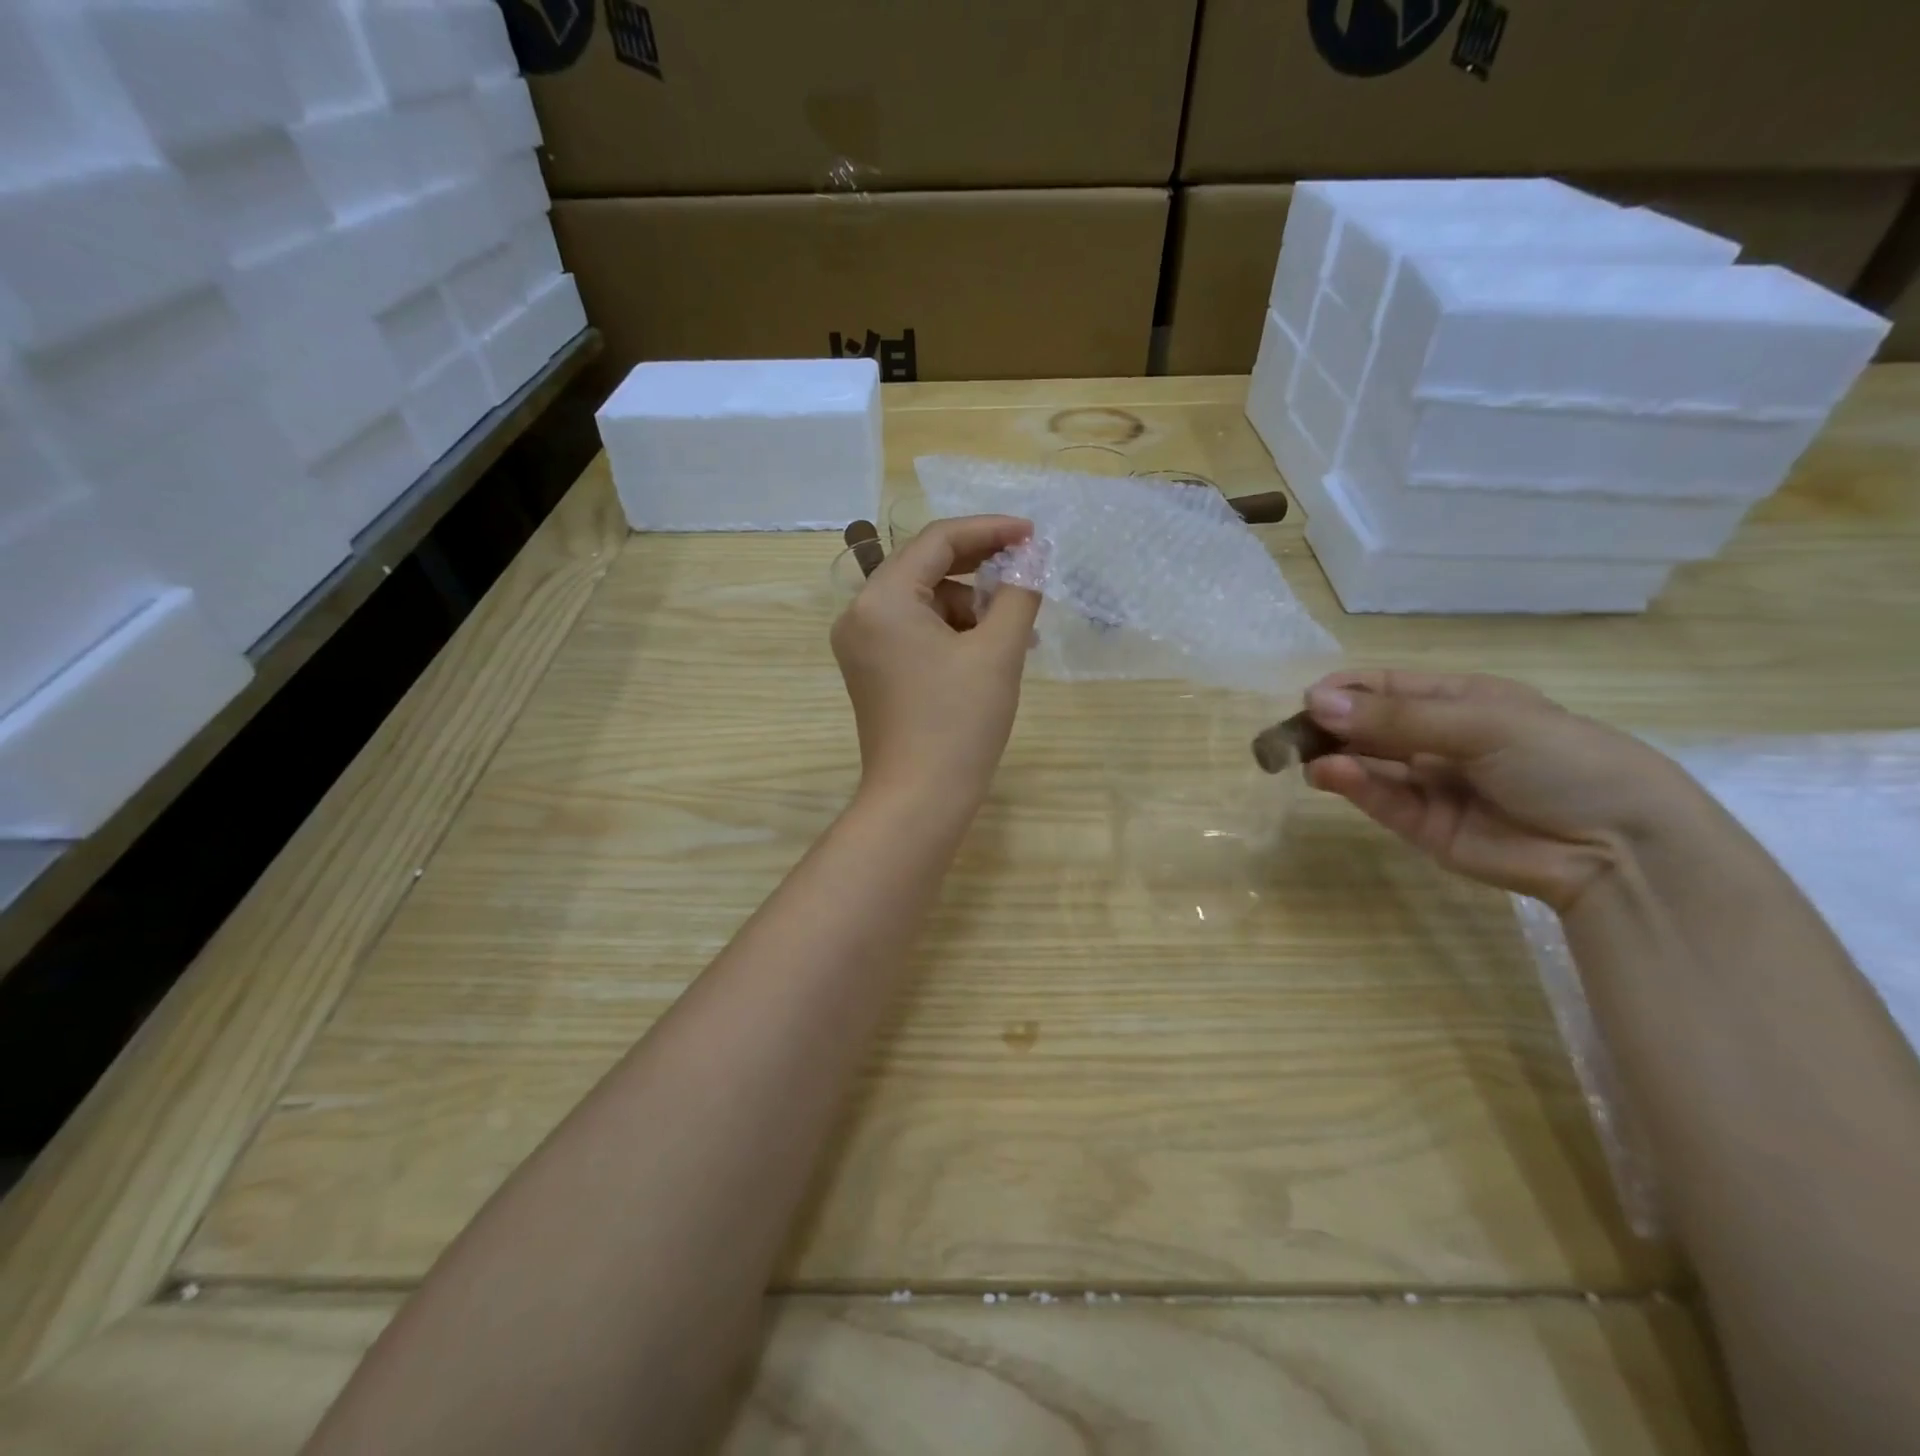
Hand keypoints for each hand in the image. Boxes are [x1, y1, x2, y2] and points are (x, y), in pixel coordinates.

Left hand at [831, 515, 1042, 815]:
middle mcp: (860, 614)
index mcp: (881, 599)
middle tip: (1029, 573)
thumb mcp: (998, 652)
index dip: (990, 530)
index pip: (937, 541)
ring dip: (972, 607)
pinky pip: (915, 632)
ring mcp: (861, 645)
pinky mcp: (872, 671)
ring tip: (1018, 632)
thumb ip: (1019, 593)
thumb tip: (1033, 558)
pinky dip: (953, 633)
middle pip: (926, 568)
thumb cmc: (959, 723)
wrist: (919, 801)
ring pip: (924, 603)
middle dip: (982, 569)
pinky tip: (990, 651)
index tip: (1033, 534)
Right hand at [1300, 670, 1709, 910]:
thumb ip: (1396, 719)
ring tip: (1301, 754)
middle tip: (1289, 732)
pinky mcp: (1422, 826)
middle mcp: (1439, 739)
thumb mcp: (1483, 724)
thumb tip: (1316, 702)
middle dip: (1329, 724)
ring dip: (1333, 755)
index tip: (1309, 698)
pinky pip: (1379, 799)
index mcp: (1461, 701)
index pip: (1388, 688)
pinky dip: (1351, 785)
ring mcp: (1429, 784)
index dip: (1347, 690)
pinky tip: (1328, 774)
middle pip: (1369, 726)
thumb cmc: (1562, 761)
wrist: (1618, 847)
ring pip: (1367, 763)